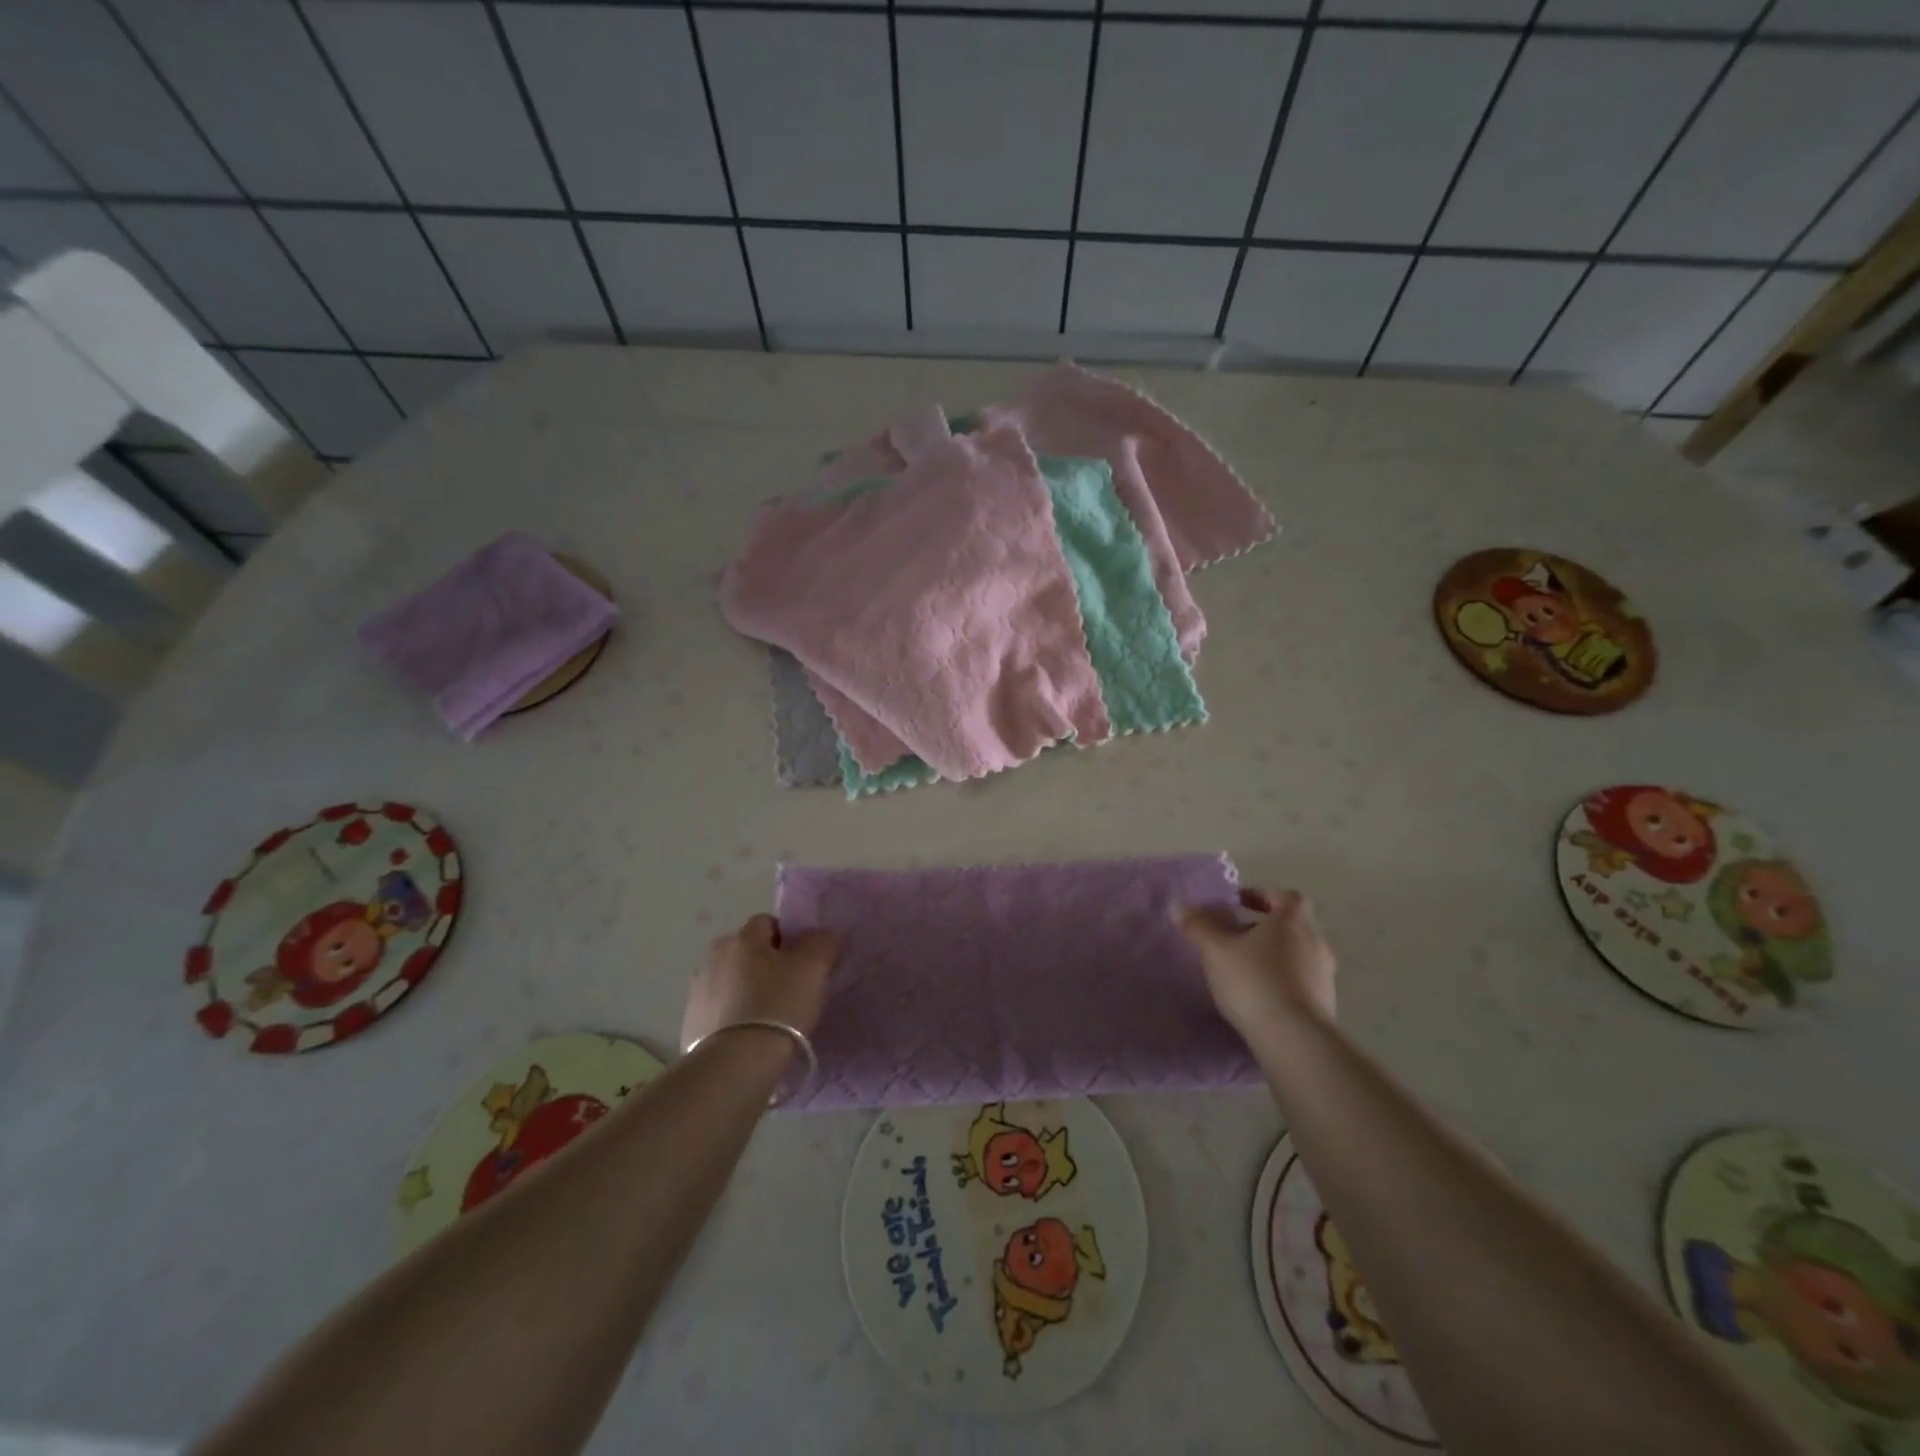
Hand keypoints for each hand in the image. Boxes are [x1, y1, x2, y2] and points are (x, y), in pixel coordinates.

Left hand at [680, 913, 839, 1051]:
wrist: (735, 1064)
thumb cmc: (778, 1006)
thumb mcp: (814, 968)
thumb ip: (821, 943)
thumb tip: (819, 937)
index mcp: (742, 938)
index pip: (768, 922)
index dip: (788, 938)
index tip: (803, 963)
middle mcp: (714, 957)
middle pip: (746, 952)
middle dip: (765, 964)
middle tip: (788, 990)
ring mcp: (698, 991)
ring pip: (731, 980)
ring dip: (746, 990)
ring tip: (768, 1018)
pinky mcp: (690, 1023)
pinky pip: (719, 1010)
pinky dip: (732, 1017)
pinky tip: (748, 1036)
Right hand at [1174, 887, 1336, 1035]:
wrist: (1294, 1038)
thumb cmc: (1254, 980)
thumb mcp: (1216, 950)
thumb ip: (1199, 925)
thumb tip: (1180, 906)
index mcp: (1292, 921)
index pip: (1285, 897)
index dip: (1262, 896)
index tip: (1238, 906)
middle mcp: (1315, 942)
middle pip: (1291, 926)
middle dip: (1264, 929)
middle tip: (1234, 939)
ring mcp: (1325, 975)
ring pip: (1297, 955)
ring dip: (1274, 957)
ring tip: (1243, 971)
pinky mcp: (1326, 1004)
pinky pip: (1301, 982)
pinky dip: (1282, 982)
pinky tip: (1259, 998)